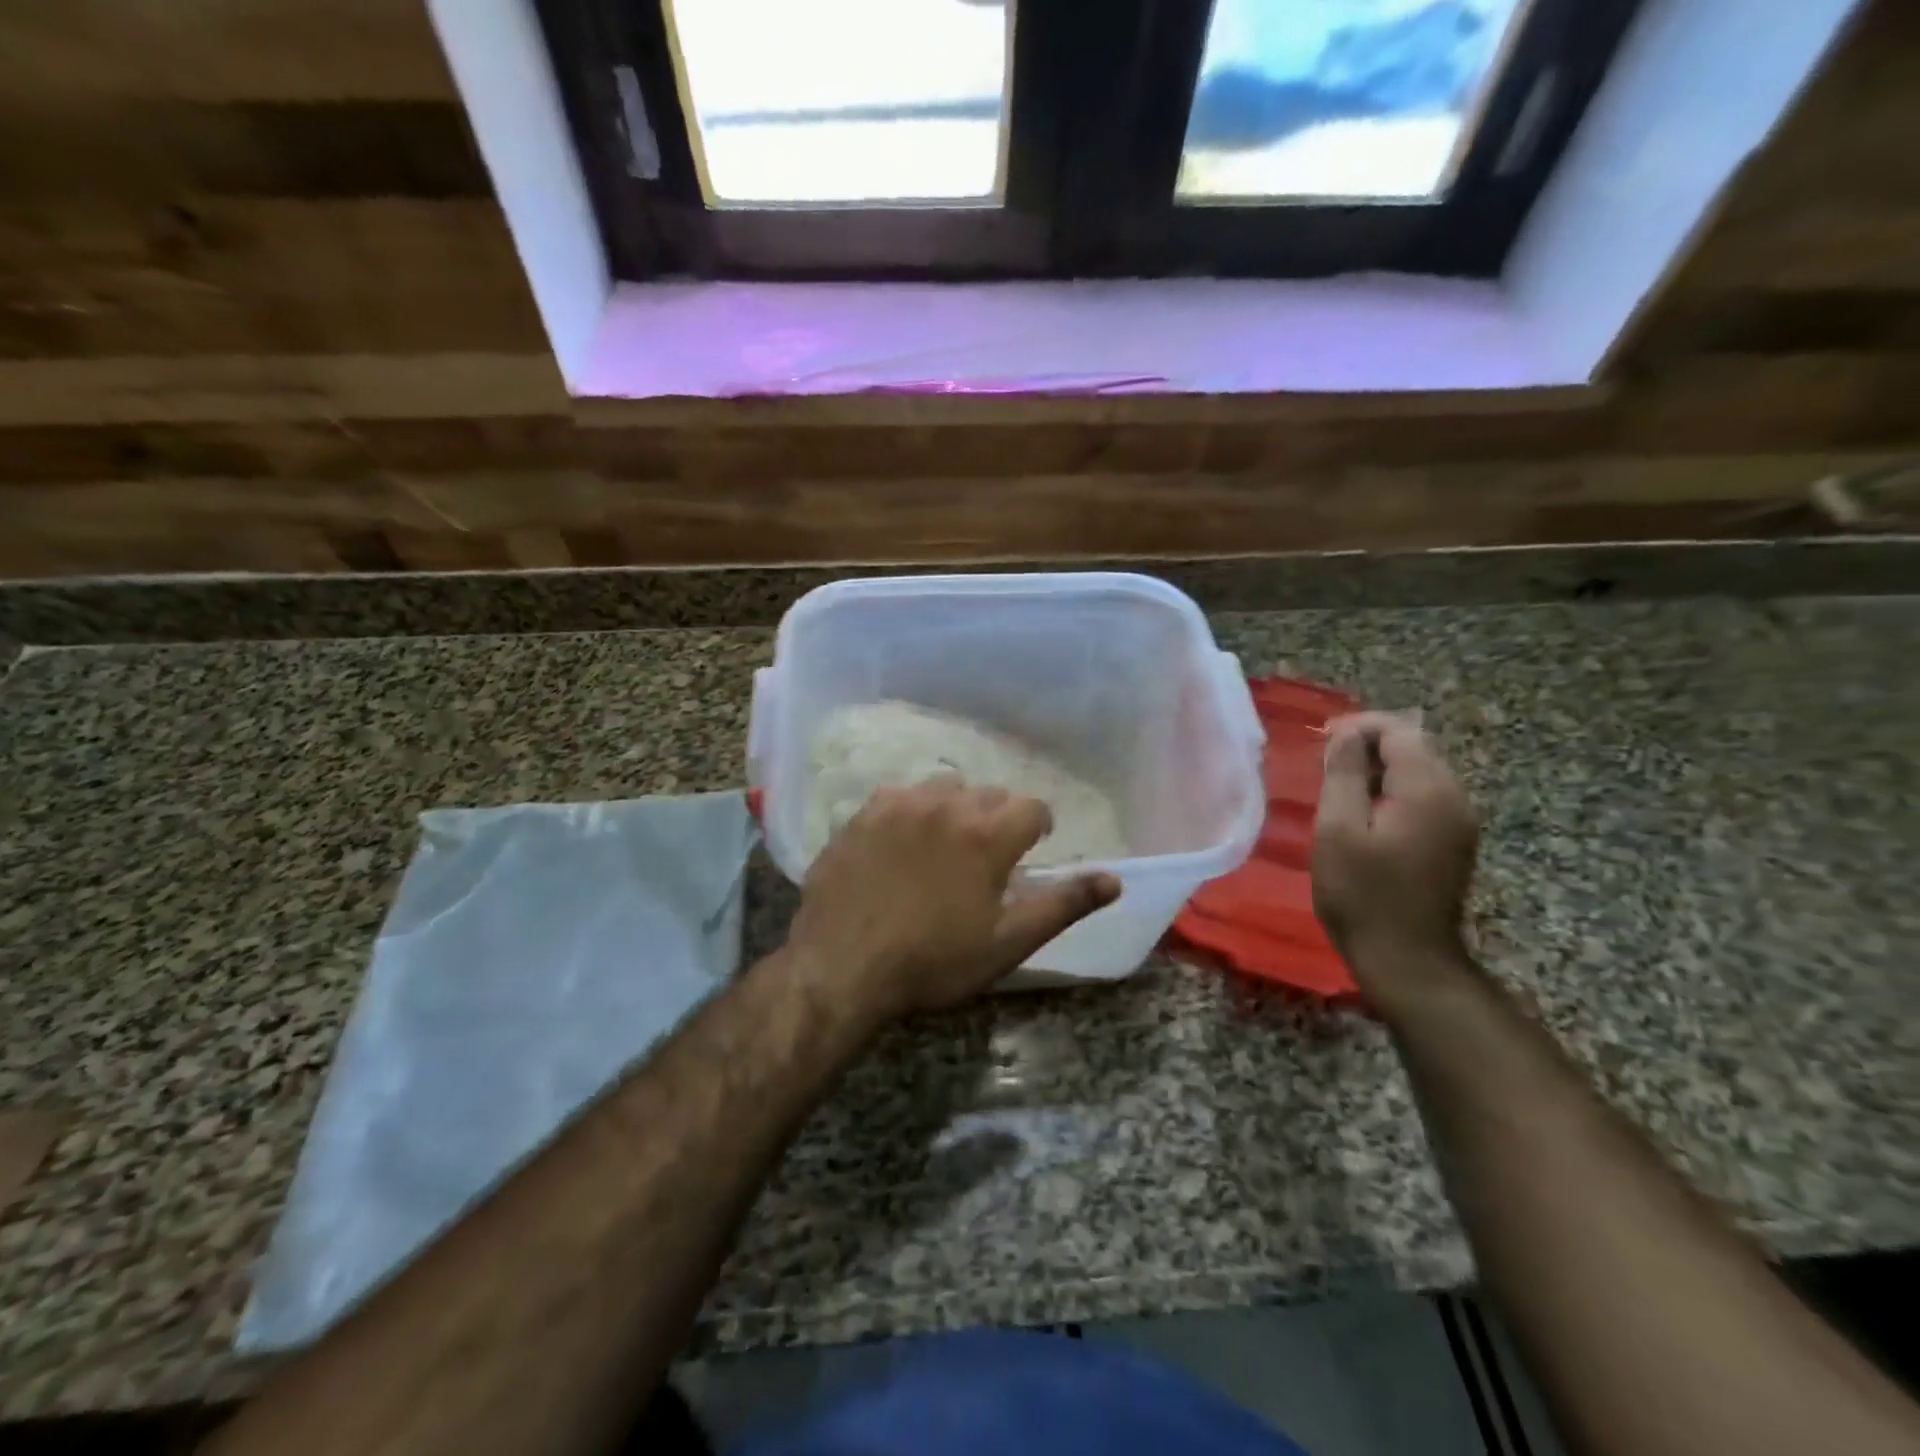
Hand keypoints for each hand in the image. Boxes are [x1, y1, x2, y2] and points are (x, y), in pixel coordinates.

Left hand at [784, 780, 1121, 1023]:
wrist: (842, 966)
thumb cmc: (933, 961)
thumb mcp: (1007, 943)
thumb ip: (1063, 904)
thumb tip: (1115, 879)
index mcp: (987, 834)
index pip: (1032, 807)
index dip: (1038, 827)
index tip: (1030, 850)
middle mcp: (946, 805)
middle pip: (988, 793)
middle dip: (996, 818)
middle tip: (986, 856)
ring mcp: (899, 805)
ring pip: (942, 787)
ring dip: (954, 808)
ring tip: (944, 843)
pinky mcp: (861, 814)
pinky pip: (898, 795)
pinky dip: (910, 811)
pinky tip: (899, 842)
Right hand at [1312, 712, 1478, 998]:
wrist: (1408, 960)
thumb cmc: (1362, 894)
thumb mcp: (1338, 830)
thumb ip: (1344, 774)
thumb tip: (1347, 735)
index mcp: (1428, 789)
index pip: (1398, 731)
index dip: (1358, 727)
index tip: (1319, 741)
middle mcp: (1455, 797)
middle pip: (1414, 747)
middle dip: (1368, 745)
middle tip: (1323, 762)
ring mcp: (1460, 821)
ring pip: (1419, 772)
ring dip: (1379, 769)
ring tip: (1337, 785)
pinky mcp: (1454, 842)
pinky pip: (1424, 797)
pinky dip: (1392, 791)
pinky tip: (1363, 812)